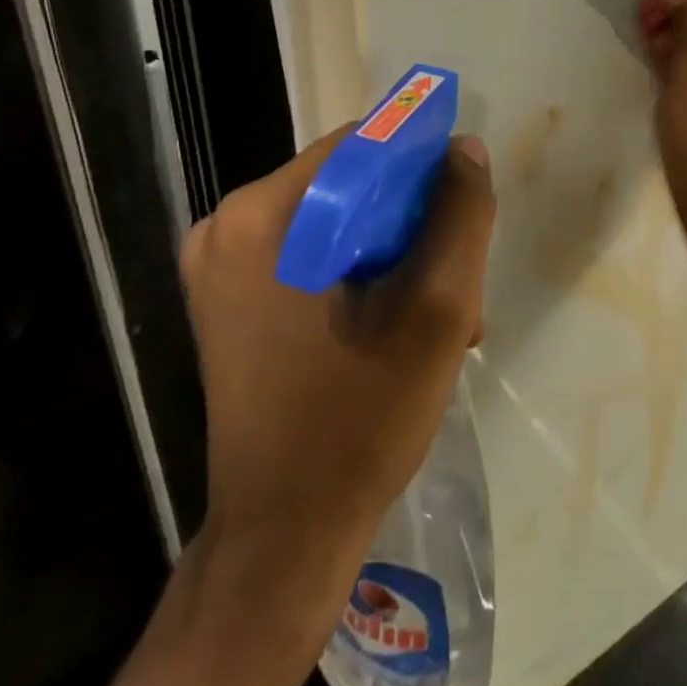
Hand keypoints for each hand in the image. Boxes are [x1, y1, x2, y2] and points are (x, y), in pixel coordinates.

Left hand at [178, 129, 495, 574]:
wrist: (284, 540)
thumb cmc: (359, 421)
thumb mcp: (436, 310)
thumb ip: (460, 215)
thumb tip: (463, 149)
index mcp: (261, 217)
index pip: (361, 146)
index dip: (422, 168)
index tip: (461, 215)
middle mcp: (227, 227)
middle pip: (350, 186)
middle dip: (413, 225)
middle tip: (457, 283)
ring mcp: (223, 266)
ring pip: (338, 222)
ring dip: (396, 256)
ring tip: (441, 317)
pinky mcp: (231, 299)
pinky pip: (314, 255)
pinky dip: (363, 276)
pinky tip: (400, 326)